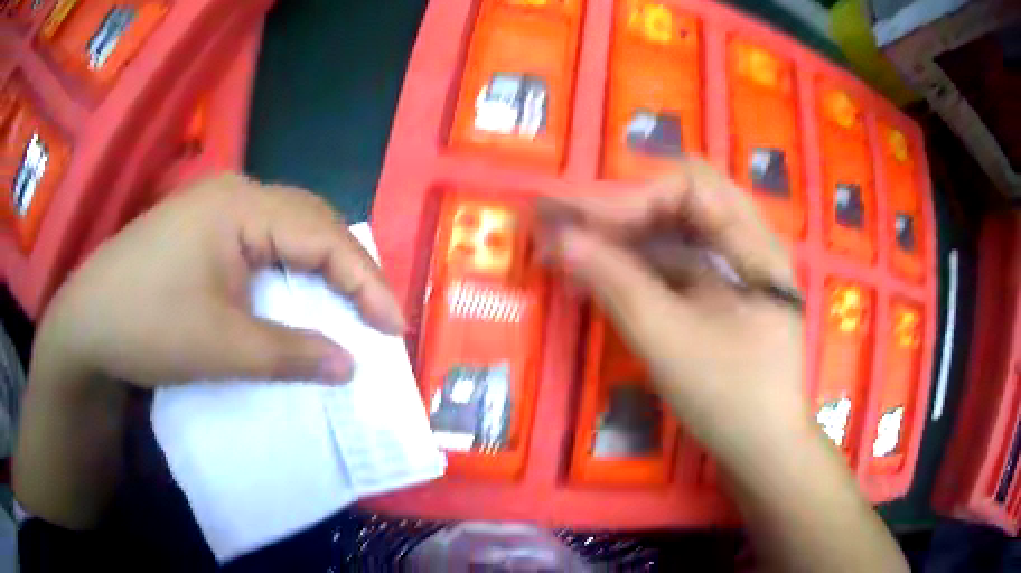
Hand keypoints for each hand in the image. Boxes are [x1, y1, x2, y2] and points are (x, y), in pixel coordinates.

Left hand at [36, 173, 404, 387]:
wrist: (85, 325)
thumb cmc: (148, 326)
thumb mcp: (222, 346)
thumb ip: (291, 354)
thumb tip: (350, 365)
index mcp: (241, 205)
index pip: (322, 235)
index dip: (365, 281)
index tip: (394, 327)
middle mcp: (233, 193)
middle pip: (309, 222)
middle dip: (348, 269)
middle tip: (375, 315)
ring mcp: (214, 209)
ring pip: (286, 230)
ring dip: (318, 268)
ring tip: (345, 305)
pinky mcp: (201, 230)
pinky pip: (260, 242)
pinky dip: (287, 271)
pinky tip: (292, 295)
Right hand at [538, 160, 807, 467]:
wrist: (763, 449)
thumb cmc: (731, 400)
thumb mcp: (671, 342)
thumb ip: (618, 285)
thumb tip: (560, 240)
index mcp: (755, 245)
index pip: (690, 187)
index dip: (630, 196)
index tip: (575, 220)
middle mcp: (749, 241)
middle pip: (681, 198)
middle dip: (622, 205)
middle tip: (565, 216)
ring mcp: (734, 265)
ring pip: (674, 228)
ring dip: (624, 232)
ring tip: (571, 241)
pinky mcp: (719, 289)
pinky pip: (674, 259)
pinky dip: (636, 262)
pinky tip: (600, 270)